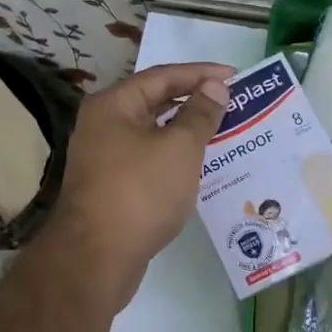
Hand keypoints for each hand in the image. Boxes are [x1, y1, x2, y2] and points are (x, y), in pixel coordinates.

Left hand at [46, 62, 232, 305]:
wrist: (96, 257)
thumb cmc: (140, 192)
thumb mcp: (179, 148)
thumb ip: (200, 114)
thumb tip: (214, 87)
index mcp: (113, 105)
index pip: (162, 77)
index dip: (201, 74)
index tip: (236, 76)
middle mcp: (103, 125)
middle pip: (154, 103)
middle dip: (194, 102)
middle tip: (232, 103)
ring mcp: (103, 158)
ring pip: (152, 134)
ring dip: (185, 132)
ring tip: (223, 132)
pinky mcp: (110, 187)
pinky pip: (148, 160)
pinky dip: (173, 158)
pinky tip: (198, 167)